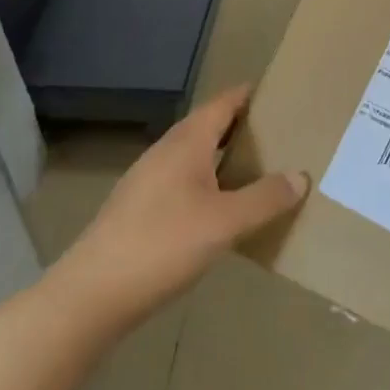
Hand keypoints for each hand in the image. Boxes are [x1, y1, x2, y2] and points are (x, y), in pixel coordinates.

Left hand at [46, 86, 306, 327]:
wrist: (89, 297)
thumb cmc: (162, 245)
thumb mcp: (225, 222)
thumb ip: (265, 198)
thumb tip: (300, 176)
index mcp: (186, 143)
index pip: (222, 103)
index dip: (248, 95)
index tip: (277, 93)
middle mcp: (164, 153)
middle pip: (207, 127)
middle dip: (240, 126)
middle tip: (278, 133)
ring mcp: (146, 182)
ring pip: (192, 156)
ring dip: (222, 157)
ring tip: (256, 169)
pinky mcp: (136, 210)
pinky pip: (181, 182)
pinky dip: (206, 183)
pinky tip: (219, 209)